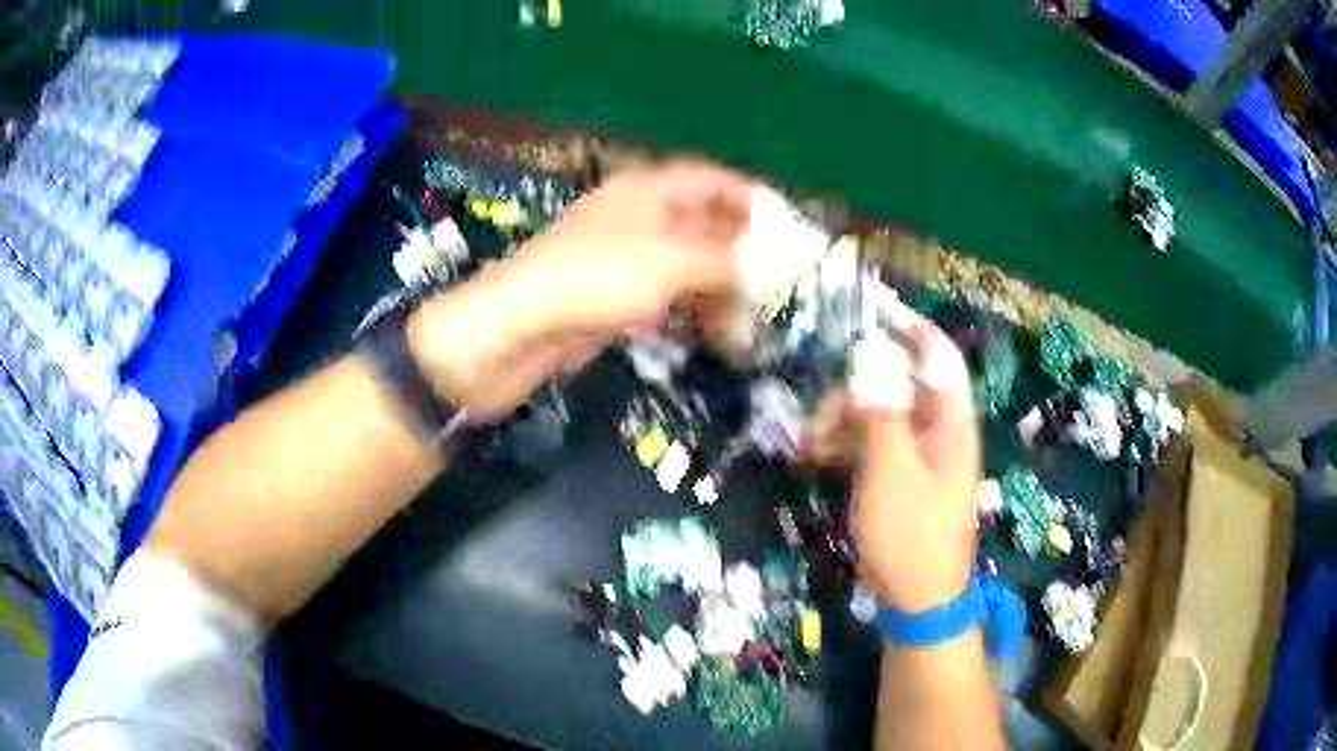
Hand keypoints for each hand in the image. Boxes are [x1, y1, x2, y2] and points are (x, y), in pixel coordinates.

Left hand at [407, 161, 756, 416]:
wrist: (520, 326)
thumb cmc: (598, 277)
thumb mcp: (673, 262)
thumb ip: (725, 262)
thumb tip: (761, 272)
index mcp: (648, 190)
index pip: (709, 179)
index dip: (748, 195)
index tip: (784, 223)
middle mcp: (637, 217)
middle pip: (700, 222)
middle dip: (739, 248)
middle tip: (778, 277)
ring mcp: (622, 259)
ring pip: (684, 264)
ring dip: (718, 285)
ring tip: (752, 315)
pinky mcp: (611, 298)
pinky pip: (664, 297)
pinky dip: (690, 310)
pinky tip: (714, 331)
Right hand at [801, 317, 981, 612]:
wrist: (918, 603)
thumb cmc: (910, 537)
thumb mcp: (891, 473)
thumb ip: (881, 412)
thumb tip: (870, 352)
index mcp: (951, 425)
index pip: (938, 358)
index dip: (910, 330)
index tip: (871, 315)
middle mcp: (939, 433)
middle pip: (899, 387)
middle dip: (855, 393)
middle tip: (818, 421)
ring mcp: (920, 458)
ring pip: (880, 417)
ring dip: (844, 422)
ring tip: (809, 447)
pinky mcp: (901, 481)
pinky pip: (873, 447)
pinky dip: (846, 447)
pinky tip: (816, 459)